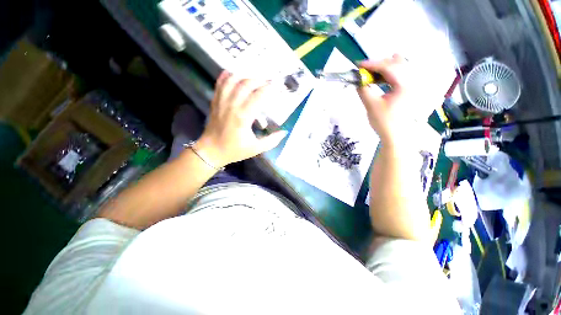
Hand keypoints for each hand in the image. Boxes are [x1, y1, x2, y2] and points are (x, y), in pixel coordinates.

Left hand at [195, 71, 287, 167]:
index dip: (270, 89)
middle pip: (247, 84)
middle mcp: (232, 105)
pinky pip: (220, 83)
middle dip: (261, 80)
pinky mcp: (215, 101)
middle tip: (271, 82)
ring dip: (246, 76)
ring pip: (233, 80)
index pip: (259, 96)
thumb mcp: (256, 149)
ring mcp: (221, 101)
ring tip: (256, 79)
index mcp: (243, 117)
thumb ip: (272, 141)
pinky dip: (228, 76)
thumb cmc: (234, 150)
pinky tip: (236, 75)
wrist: (211, 151)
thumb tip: (284, 132)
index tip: (279, 87)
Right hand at [357, 55, 422, 145]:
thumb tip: (357, 80)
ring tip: (371, 74)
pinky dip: (388, 74)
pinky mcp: (409, 88)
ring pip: (399, 67)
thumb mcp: (371, 106)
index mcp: (405, 84)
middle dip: (378, 64)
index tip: (359, 65)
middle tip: (364, 71)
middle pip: (396, 63)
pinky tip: (379, 79)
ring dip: (384, 68)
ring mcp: (412, 84)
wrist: (396, 135)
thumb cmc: (384, 122)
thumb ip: (363, 90)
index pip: (388, 67)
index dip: (372, 64)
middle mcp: (412, 80)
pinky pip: (400, 74)